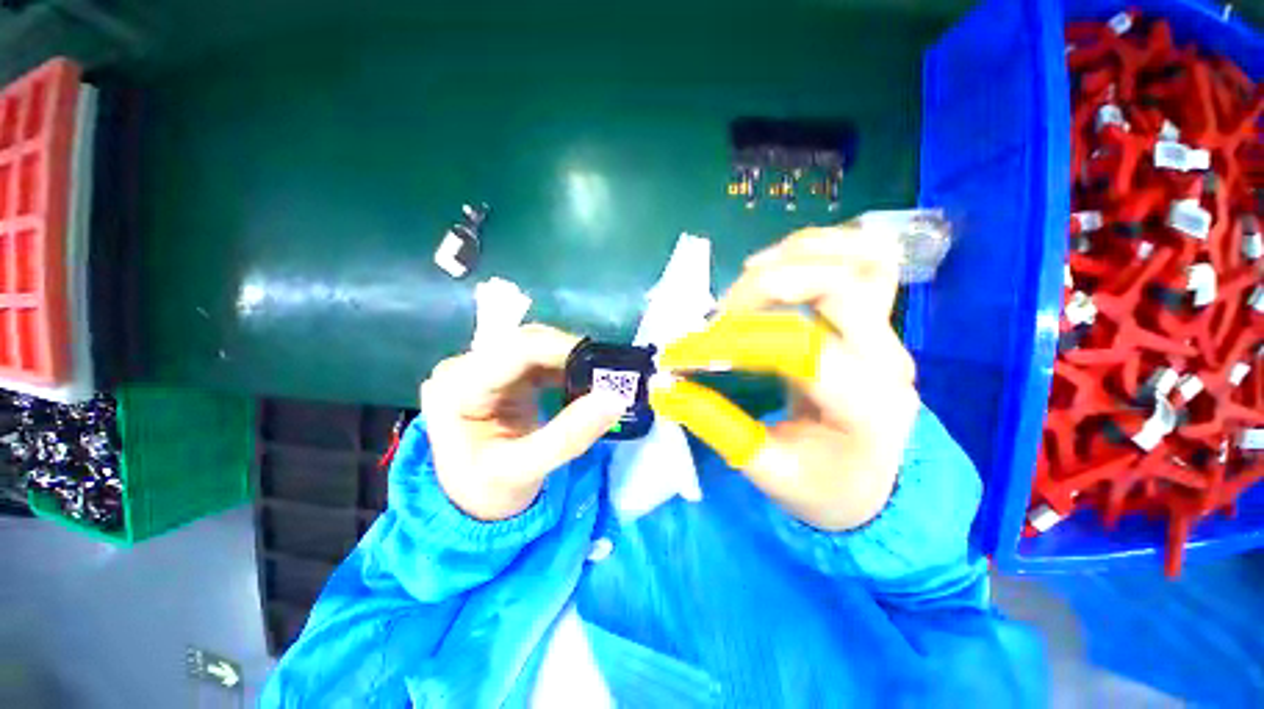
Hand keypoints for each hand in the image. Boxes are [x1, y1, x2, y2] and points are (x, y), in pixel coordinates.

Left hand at [420, 324, 627, 520]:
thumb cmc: (488, 492)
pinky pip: (538, 359)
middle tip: (606, 373)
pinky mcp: (501, 375)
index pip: (514, 351)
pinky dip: (564, 368)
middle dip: (569, 354)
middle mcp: (464, 368)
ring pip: (535, 346)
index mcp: (457, 389)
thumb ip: (570, 436)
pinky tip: (581, 382)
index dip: (562, 349)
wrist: (472, 505)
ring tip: (597, 378)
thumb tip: (615, 398)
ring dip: (569, 359)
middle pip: (525, 342)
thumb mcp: (526, 470)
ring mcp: (482, 368)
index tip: (602, 364)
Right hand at [664, 224, 919, 530]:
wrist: (876, 487)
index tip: (685, 352)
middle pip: (838, 284)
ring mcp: (888, 334)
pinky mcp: (878, 322)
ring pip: (861, 258)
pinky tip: (781, 264)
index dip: (734, 340)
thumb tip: (667, 389)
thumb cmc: (825, 488)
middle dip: (765, 286)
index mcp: (864, 405)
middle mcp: (886, 359)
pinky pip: (863, 261)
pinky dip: (820, 249)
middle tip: (722, 313)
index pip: (799, 347)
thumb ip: (718, 427)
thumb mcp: (768, 471)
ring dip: (797, 254)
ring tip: (749, 275)